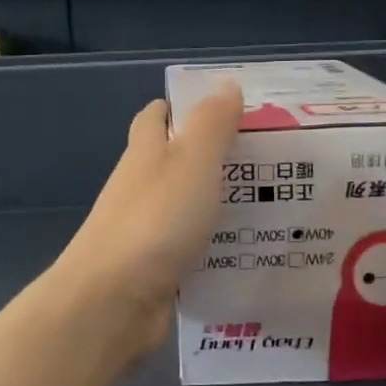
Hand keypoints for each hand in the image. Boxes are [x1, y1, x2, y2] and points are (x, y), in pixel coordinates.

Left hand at [49, 83, 243, 359]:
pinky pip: (191, 250)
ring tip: (271, 205)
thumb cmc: (155, 221)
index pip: (155, 118)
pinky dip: (214, 248)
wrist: (113, 301)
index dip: (182, 107)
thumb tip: (224, 84)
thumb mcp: (191, 162)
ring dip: (217, 205)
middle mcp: (140, 188)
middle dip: (211, 158)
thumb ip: (211, 124)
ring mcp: (145, 232)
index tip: (224, 108)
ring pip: (185, 209)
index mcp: (145, 154)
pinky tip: (250, 252)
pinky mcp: (154, 271)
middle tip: (266, 160)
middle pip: (174, 163)